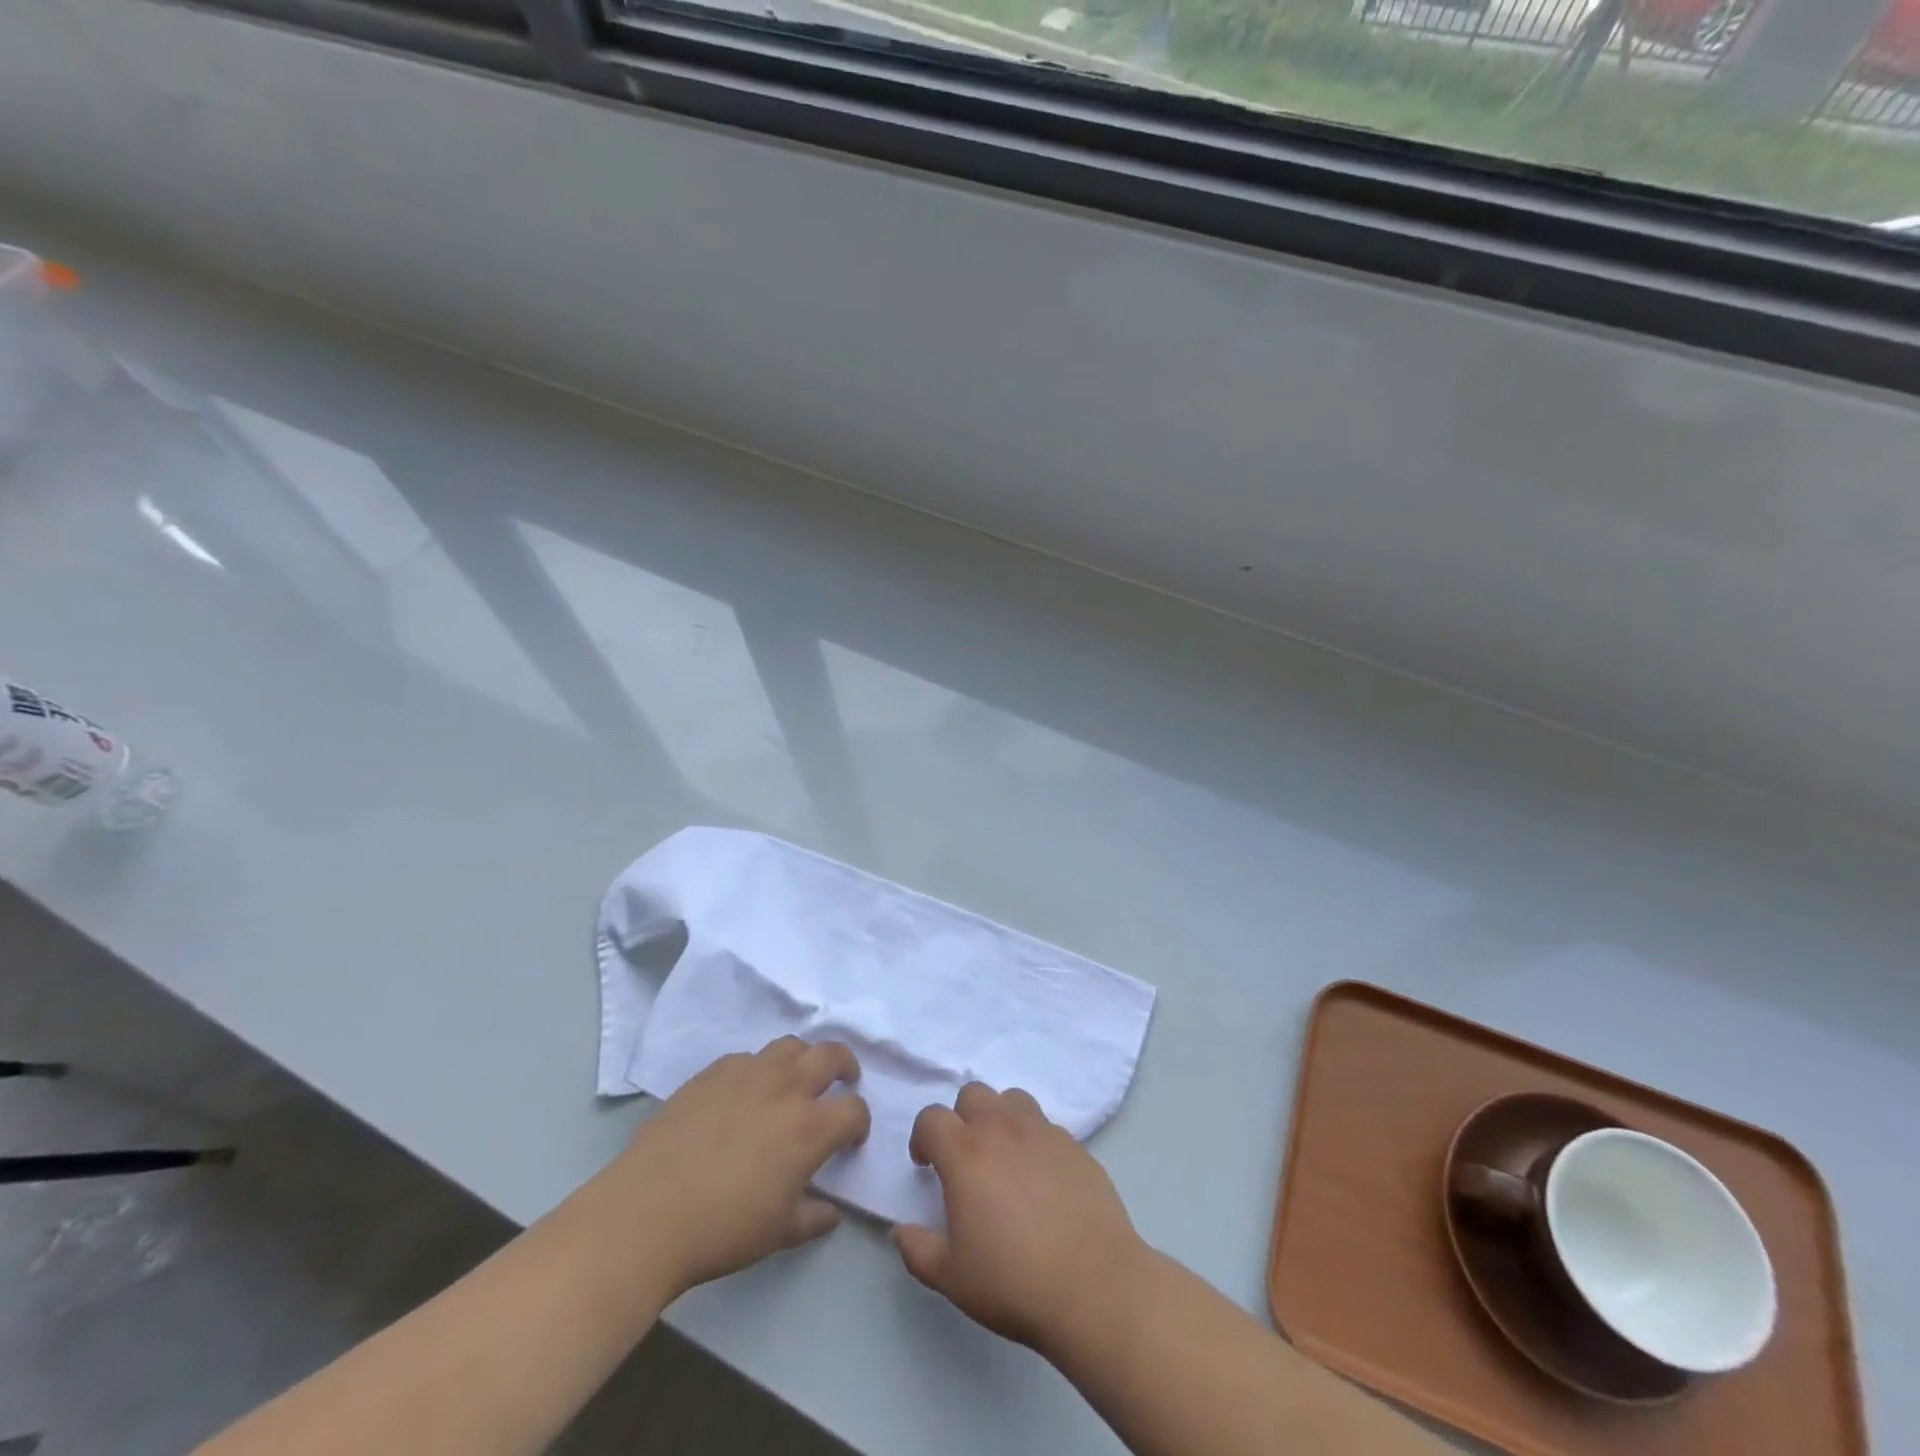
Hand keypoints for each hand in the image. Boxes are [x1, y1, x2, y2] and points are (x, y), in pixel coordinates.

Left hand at [603, 1037, 870, 1295]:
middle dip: (845, 1067)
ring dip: (804, 1060)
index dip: (860, 1123)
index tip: (851, 1139)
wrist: (647, 1213)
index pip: (854, 1109)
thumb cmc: (722, 1229)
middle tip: (842, 1082)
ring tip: (796, 1081)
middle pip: (832, 1055)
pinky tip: (746, 1094)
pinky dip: (761, 1069)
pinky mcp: (715, 1071)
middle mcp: (787, 1087)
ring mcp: (749, 1072)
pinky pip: (749, 1057)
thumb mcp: (779, 1233)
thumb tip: (832, 1211)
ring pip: (791, 1046)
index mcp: (810, 1127)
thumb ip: (814, 1217)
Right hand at [893, 1082, 1150, 1353]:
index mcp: (965, 1153)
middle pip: (973, 1094)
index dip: (923, 1137)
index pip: (932, 1118)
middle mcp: (1002, 1129)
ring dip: (1000, 1118)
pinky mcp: (1075, 1146)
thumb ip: (918, 1249)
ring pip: (1013, 1099)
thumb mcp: (951, 1277)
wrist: (1094, 1284)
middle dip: (962, 1118)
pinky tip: (1042, 1180)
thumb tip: (901, 1230)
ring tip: (1004, 1158)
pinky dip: (1035, 1140)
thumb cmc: (1013, 1281)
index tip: (927, 1166)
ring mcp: (1043, 1132)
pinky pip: (1046, 1126)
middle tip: (966, 1159)